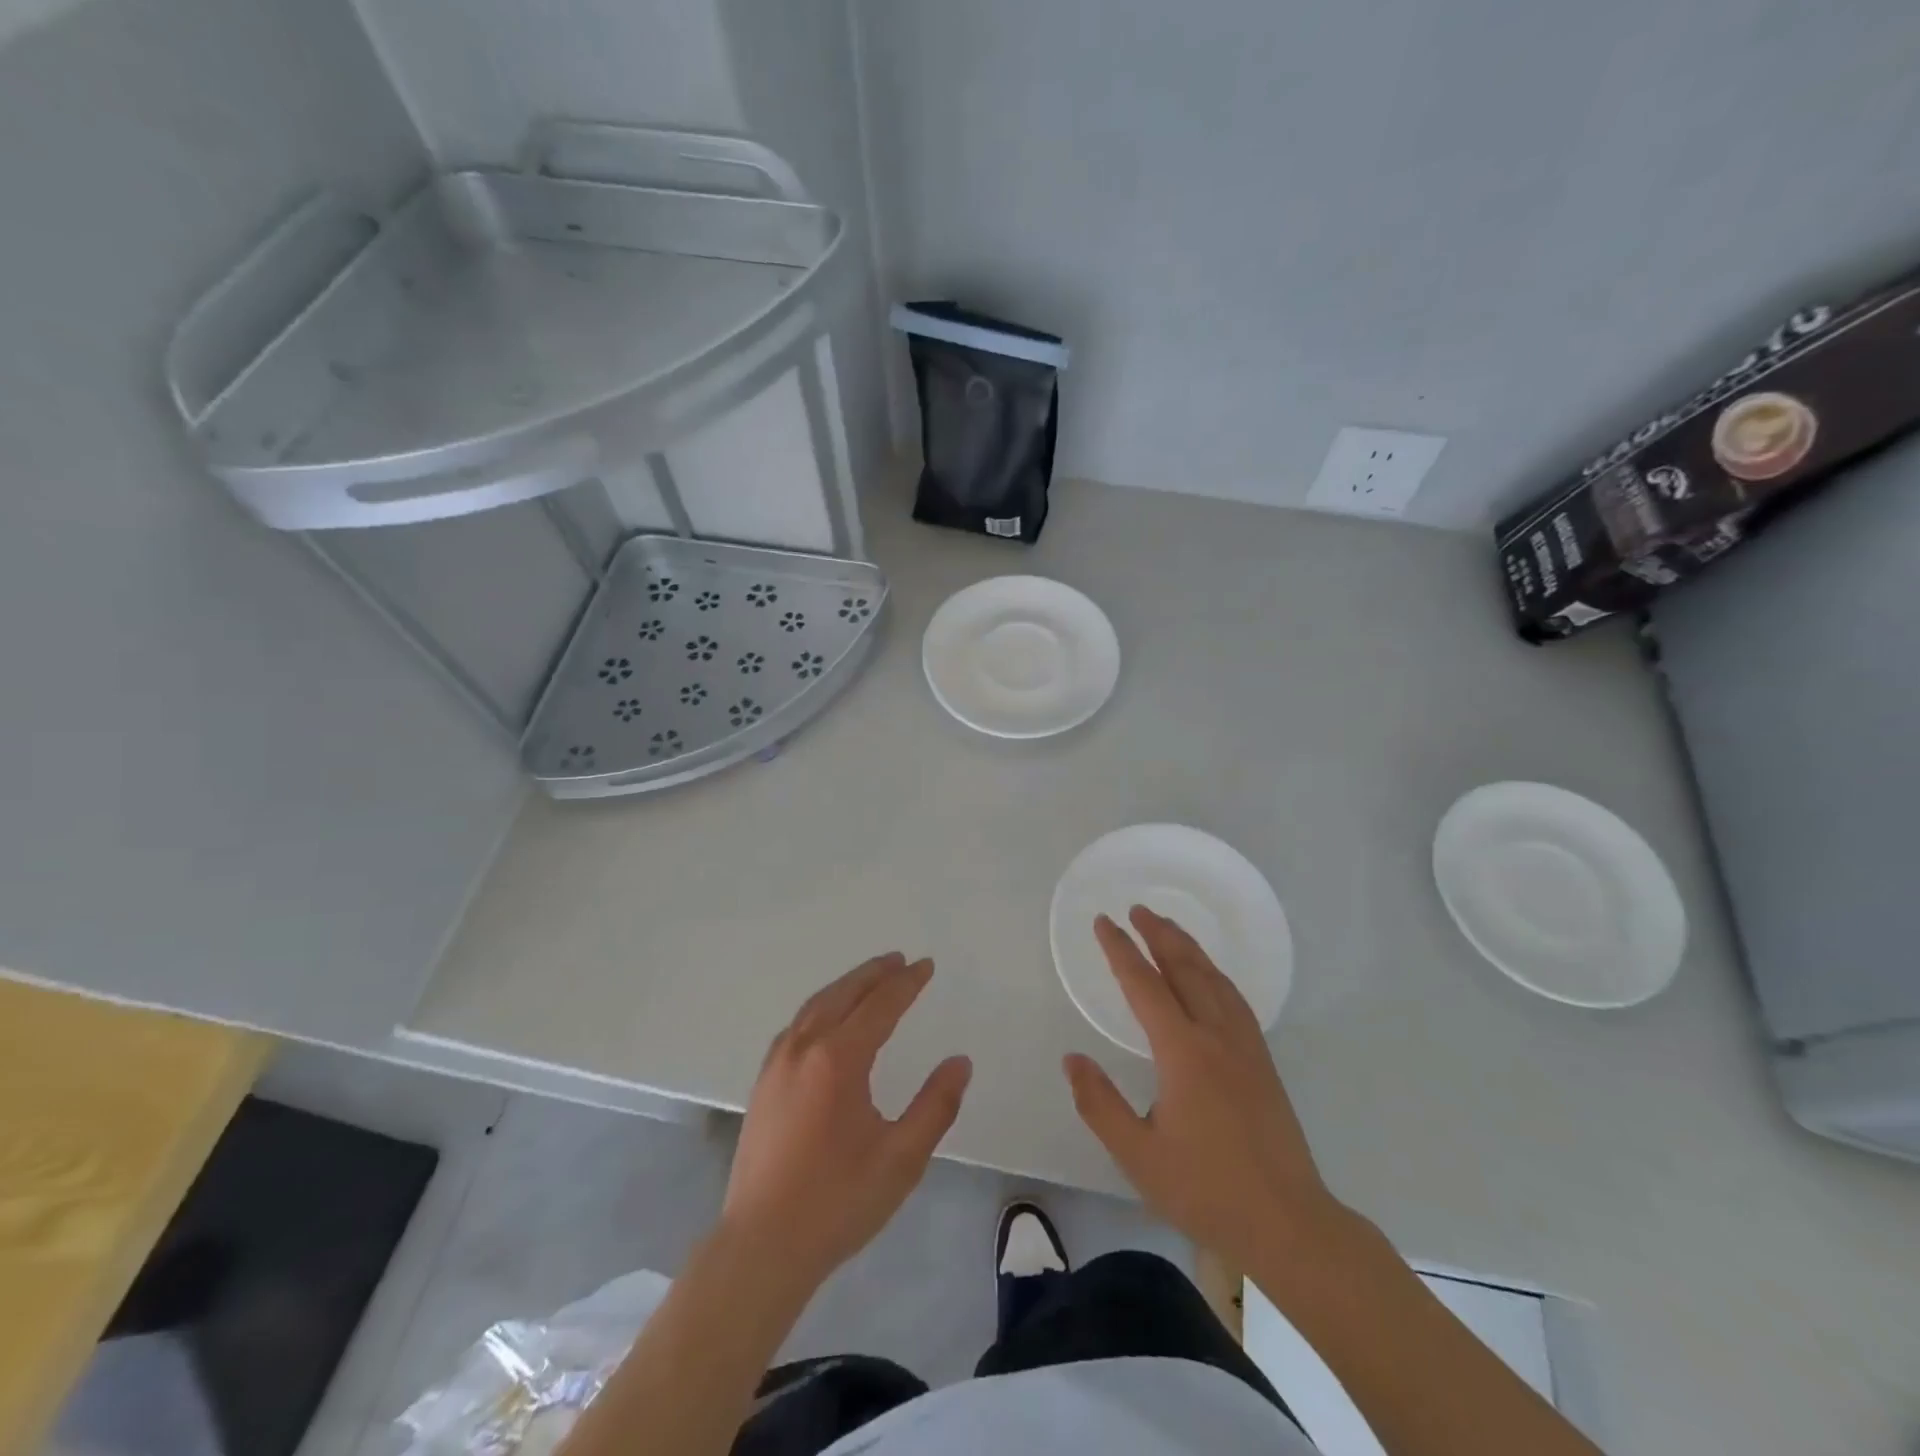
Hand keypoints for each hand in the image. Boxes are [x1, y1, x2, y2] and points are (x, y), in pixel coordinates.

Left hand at [722, 953, 971, 1290]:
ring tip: (870, 979)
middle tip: (899, 960)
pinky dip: (820, 1007)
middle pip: (843, 994)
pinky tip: (827, 1019)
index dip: (906, 983)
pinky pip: (796, 1025)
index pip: (880, 1005)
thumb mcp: (901, 1159)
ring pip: (815, 1006)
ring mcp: (776, 1064)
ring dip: (846, 986)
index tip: (926, 965)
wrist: (761, 1247)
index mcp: (838, 1059)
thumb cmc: (837, 1202)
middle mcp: (803, 1048)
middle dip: (874, 973)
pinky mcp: (763, 1083)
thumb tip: (959, 1062)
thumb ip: (935, 1106)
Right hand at [1063, 907, 1344, 1270]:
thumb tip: (1072, 1059)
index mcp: (1184, 1053)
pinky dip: (1214, 973)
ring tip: (1168, 928)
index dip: (1120, 951)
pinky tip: (1210, 977)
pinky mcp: (1263, 1062)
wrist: (1290, 1224)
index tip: (1103, 923)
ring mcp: (1246, 1047)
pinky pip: (1234, 998)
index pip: (1144, 986)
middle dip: (1158, 934)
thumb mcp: (1139, 1155)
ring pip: (1214, 979)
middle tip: (1137, 909)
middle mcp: (1217, 1036)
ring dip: (1188, 947)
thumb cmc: (1207, 1191)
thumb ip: (1100, 1104)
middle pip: (1185, 968)